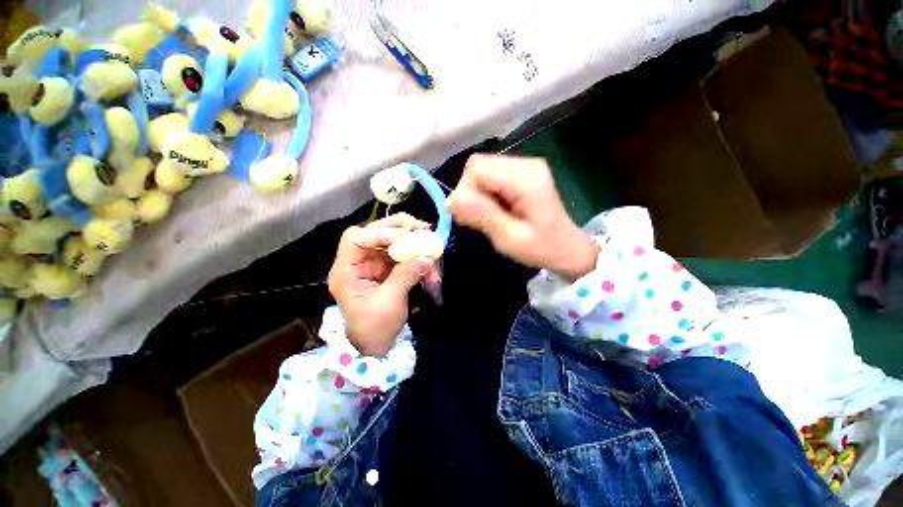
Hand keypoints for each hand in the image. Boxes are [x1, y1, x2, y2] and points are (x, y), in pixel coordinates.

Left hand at [328, 214, 440, 355]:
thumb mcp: (390, 302)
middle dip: (400, 230)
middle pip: (375, 233)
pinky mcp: (386, 269)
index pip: (356, 238)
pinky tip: (430, 269)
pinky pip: (402, 255)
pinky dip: (417, 258)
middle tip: (423, 230)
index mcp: (347, 271)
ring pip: (392, 242)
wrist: (376, 346)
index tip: (404, 238)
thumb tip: (426, 256)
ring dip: (413, 243)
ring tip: (432, 248)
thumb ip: (406, 276)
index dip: (379, 232)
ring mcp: (373, 264)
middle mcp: (358, 262)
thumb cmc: (375, 328)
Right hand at [448, 154, 598, 281]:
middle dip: (469, 192)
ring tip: (487, 216)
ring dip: (476, 193)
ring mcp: (524, 166)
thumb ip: (483, 216)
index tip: (468, 218)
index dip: (465, 192)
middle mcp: (524, 164)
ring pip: (481, 170)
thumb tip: (451, 200)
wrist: (567, 248)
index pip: (476, 169)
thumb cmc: (541, 248)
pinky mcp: (521, 173)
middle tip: (477, 218)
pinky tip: (494, 209)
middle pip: (477, 166)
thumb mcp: (509, 239)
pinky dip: (484, 192)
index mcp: (524, 179)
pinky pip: (490, 176)